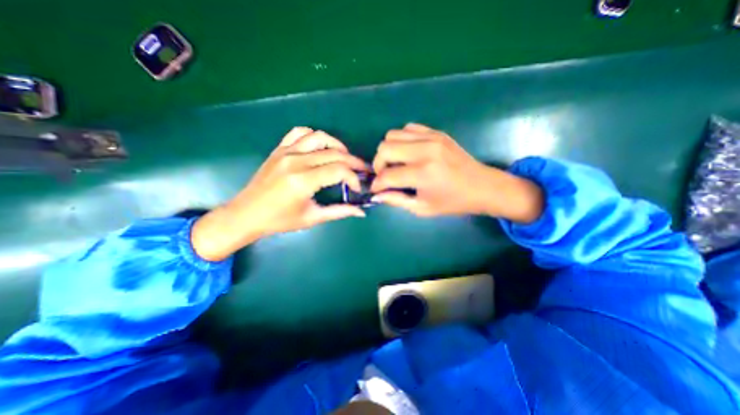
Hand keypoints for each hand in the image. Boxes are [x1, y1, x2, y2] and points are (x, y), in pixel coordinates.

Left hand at [190, 128, 363, 260]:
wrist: (246, 214)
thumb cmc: (279, 220)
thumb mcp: (312, 218)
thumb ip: (339, 212)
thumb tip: (361, 211)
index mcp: (303, 181)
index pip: (339, 170)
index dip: (354, 178)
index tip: (357, 187)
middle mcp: (296, 161)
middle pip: (334, 153)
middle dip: (353, 162)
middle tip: (362, 170)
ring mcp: (286, 152)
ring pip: (319, 137)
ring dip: (337, 145)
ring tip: (344, 157)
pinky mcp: (279, 149)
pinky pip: (300, 133)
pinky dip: (314, 136)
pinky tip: (320, 148)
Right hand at [369, 121, 541, 221]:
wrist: (482, 186)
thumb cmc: (452, 202)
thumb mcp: (423, 208)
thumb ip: (396, 200)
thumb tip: (377, 195)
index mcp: (423, 174)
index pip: (387, 175)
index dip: (377, 184)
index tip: (376, 189)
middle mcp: (425, 151)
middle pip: (384, 148)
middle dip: (378, 164)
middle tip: (385, 175)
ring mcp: (431, 138)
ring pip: (392, 135)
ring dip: (389, 151)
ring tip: (396, 164)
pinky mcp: (436, 132)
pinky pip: (408, 128)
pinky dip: (402, 140)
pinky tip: (408, 153)